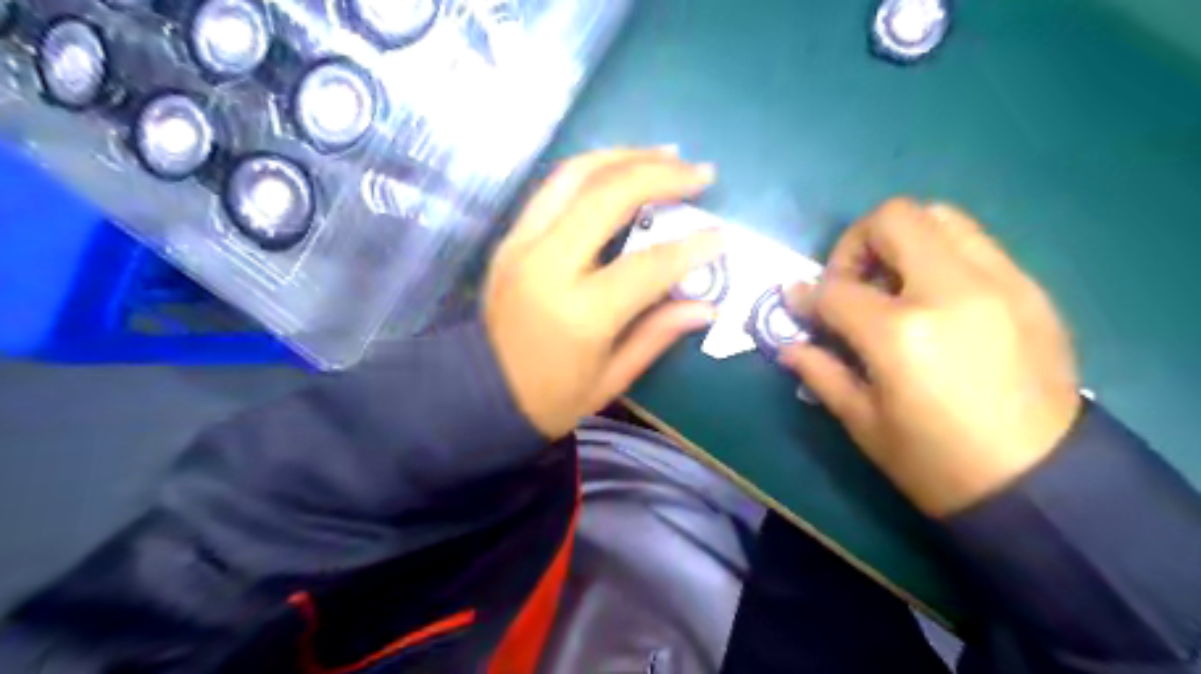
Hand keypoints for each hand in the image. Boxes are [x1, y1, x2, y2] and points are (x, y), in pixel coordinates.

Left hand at [486, 150, 720, 438]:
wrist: (478, 392)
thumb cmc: (549, 398)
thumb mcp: (610, 379)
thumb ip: (658, 334)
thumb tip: (708, 306)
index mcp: (579, 313)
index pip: (647, 266)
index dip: (691, 248)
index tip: (722, 237)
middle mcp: (547, 266)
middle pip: (608, 196)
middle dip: (661, 176)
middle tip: (700, 174)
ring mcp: (521, 245)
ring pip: (575, 175)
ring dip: (626, 156)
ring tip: (667, 155)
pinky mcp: (510, 238)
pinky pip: (553, 188)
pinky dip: (593, 169)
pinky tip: (622, 169)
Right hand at [785, 198, 1084, 513]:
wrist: (1043, 484)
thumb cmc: (937, 463)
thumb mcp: (863, 423)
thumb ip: (820, 371)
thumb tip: (788, 341)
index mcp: (901, 334)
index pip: (836, 290)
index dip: (807, 296)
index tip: (799, 307)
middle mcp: (951, 291)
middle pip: (893, 220)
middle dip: (856, 244)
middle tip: (852, 284)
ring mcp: (1000, 283)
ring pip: (941, 216)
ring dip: (902, 240)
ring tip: (893, 285)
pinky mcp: (1030, 290)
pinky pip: (976, 244)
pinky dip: (941, 256)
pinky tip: (935, 301)